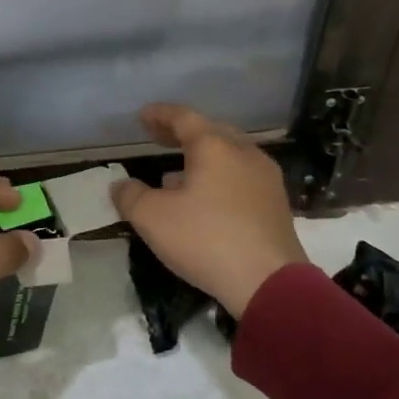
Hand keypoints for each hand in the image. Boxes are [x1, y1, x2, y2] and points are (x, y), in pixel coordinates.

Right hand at [110, 103, 307, 317]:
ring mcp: (266, 179)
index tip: (142, 116)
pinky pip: (241, 178)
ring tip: (174, 174)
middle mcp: (244, 153)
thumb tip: (122, 185)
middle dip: (182, 134)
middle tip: (158, 138)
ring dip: (201, 159)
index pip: (183, 118)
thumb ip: (130, 196)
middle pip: (211, 132)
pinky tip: (203, 200)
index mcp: (215, 147)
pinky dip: (218, 178)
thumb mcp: (151, 218)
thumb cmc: (205, 239)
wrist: (269, 283)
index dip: (160, 115)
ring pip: (228, 156)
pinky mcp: (276, 206)